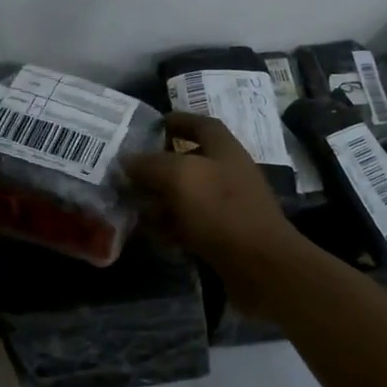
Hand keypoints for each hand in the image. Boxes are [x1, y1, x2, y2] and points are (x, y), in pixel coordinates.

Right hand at [120, 112, 302, 272]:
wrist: (260, 266)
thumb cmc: (221, 211)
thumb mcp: (180, 178)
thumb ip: (150, 165)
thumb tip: (126, 160)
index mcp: (225, 149)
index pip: (201, 124)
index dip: (178, 120)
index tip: (152, 125)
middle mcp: (228, 173)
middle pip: (190, 162)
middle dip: (159, 167)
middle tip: (128, 174)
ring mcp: (228, 206)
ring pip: (187, 196)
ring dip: (160, 201)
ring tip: (132, 206)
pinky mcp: (224, 236)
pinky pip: (191, 225)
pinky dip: (171, 227)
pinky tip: (152, 235)